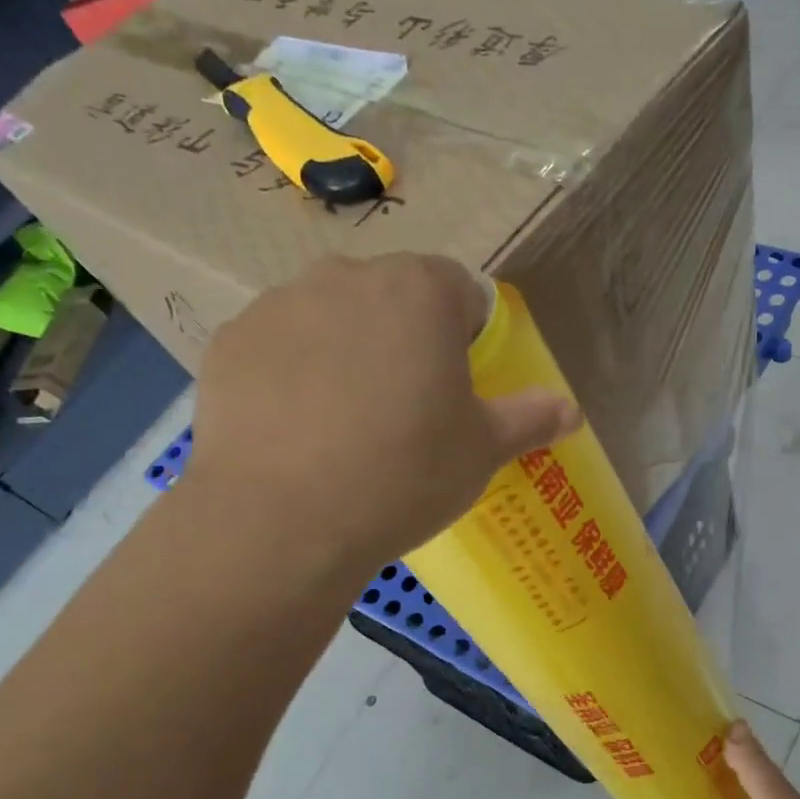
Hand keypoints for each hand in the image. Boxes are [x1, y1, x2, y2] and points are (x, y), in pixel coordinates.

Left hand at [185, 254, 578, 573]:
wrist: (282, 521)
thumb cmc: (403, 474)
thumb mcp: (482, 450)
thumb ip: (530, 418)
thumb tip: (570, 410)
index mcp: (420, 291)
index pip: (460, 290)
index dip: (467, 336)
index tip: (459, 386)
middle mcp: (347, 277)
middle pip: (392, 296)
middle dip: (405, 337)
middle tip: (406, 407)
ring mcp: (280, 305)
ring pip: (331, 317)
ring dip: (347, 350)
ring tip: (345, 422)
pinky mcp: (229, 341)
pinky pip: (278, 346)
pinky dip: (292, 373)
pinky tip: (295, 430)